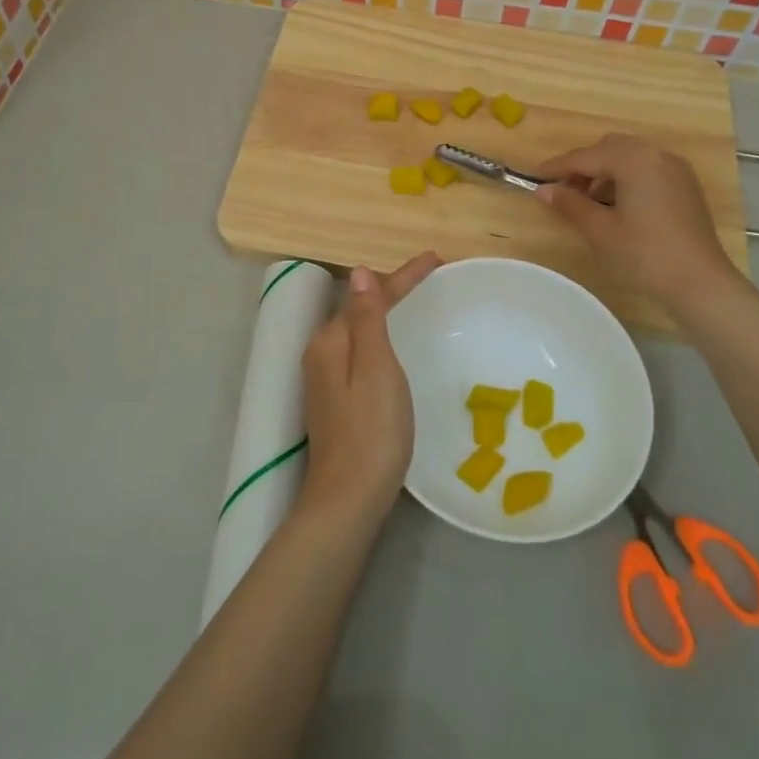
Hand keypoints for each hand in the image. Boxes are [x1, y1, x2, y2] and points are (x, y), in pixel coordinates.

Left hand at [298, 251, 440, 526]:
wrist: (348, 499)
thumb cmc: (371, 432)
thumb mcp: (376, 369)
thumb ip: (367, 319)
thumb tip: (359, 271)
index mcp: (331, 341)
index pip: (369, 295)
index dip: (403, 276)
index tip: (436, 259)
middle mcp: (322, 353)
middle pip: (361, 309)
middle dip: (393, 290)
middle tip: (431, 278)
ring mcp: (325, 378)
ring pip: (359, 331)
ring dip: (385, 312)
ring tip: (415, 301)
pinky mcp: (335, 400)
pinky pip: (360, 352)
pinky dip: (380, 338)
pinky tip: (393, 345)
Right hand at [533, 135, 740, 313]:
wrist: (700, 283)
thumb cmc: (644, 255)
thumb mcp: (600, 230)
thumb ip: (570, 204)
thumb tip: (543, 190)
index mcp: (634, 160)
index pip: (585, 156)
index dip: (557, 167)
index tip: (533, 177)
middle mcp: (656, 155)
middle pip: (609, 148)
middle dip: (583, 165)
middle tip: (562, 190)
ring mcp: (675, 169)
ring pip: (629, 157)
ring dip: (604, 172)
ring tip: (588, 201)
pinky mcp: (685, 185)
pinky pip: (647, 169)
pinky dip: (626, 178)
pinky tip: (616, 205)